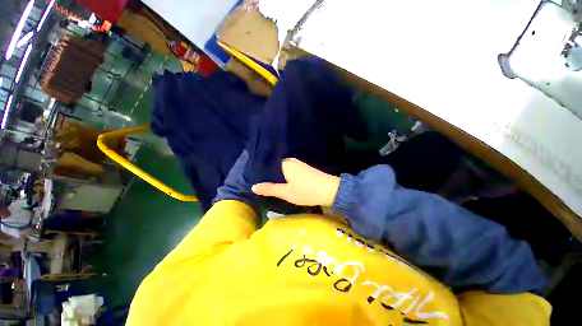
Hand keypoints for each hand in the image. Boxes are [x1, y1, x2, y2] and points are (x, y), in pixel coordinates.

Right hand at [252, 158, 340, 206]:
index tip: (253, 179)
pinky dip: (285, 177)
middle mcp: (291, 161)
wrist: (330, 190)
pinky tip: (283, 183)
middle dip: (269, 175)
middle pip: (276, 167)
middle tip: (260, 184)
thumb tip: (253, 186)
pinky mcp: (305, 169)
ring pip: (283, 170)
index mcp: (285, 163)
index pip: (268, 165)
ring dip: (277, 177)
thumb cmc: (306, 191)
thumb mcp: (286, 192)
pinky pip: (290, 172)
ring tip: (268, 185)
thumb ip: (269, 189)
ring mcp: (299, 164)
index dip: (261, 173)